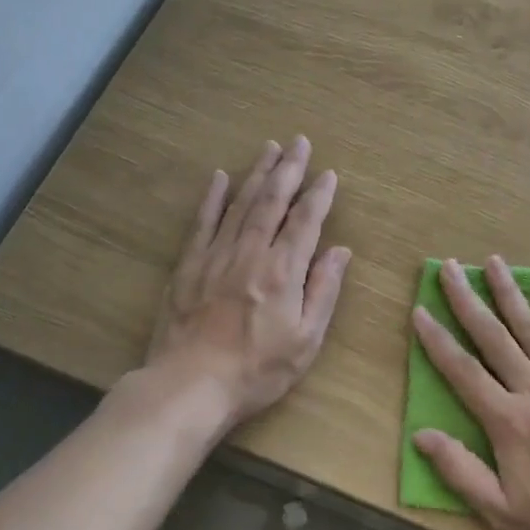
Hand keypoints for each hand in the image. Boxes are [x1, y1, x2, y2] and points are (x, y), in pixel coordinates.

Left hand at [143, 137, 350, 430]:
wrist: (189, 387)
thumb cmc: (256, 370)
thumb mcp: (306, 341)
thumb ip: (324, 291)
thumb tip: (340, 251)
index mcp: (283, 271)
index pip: (305, 221)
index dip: (319, 195)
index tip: (328, 174)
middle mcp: (250, 252)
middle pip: (272, 201)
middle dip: (288, 169)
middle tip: (299, 141)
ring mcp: (216, 255)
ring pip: (241, 203)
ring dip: (257, 173)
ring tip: (270, 147)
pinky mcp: (188, 265)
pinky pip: (203, 222)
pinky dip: (212, 197)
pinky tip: (220, 177)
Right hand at [410, 255, 529, 529]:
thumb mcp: (503, 512)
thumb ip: (461, 471)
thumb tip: (421, 435)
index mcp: (506, 419)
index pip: (462, 370)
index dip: (437, 340)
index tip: (419, 310)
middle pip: (492, 336)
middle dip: (467, 299)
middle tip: (450, 266)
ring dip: (509, 292)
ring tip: (494, 261)